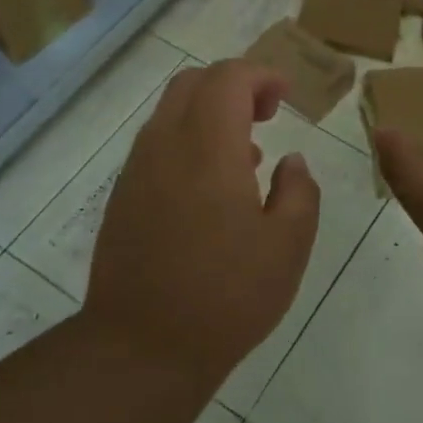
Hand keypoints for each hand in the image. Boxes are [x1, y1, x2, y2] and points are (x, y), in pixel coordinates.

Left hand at [85, 60, 321, 386]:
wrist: (141, 347)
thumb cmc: (226, 295)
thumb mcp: (288, 247)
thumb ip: (299, 192)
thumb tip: (291, 162)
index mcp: (209, 148)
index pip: (228, 78)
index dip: (261, 75)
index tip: (287, 97)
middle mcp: (165, 145)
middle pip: (193, 83)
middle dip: (233, 85)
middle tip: (267, 115)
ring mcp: (137, 171)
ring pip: (170, 112)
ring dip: (209, 114)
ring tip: (247, 156)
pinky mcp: (123, 197)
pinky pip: (157, 145)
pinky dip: (188, 141)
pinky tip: (212, 190)